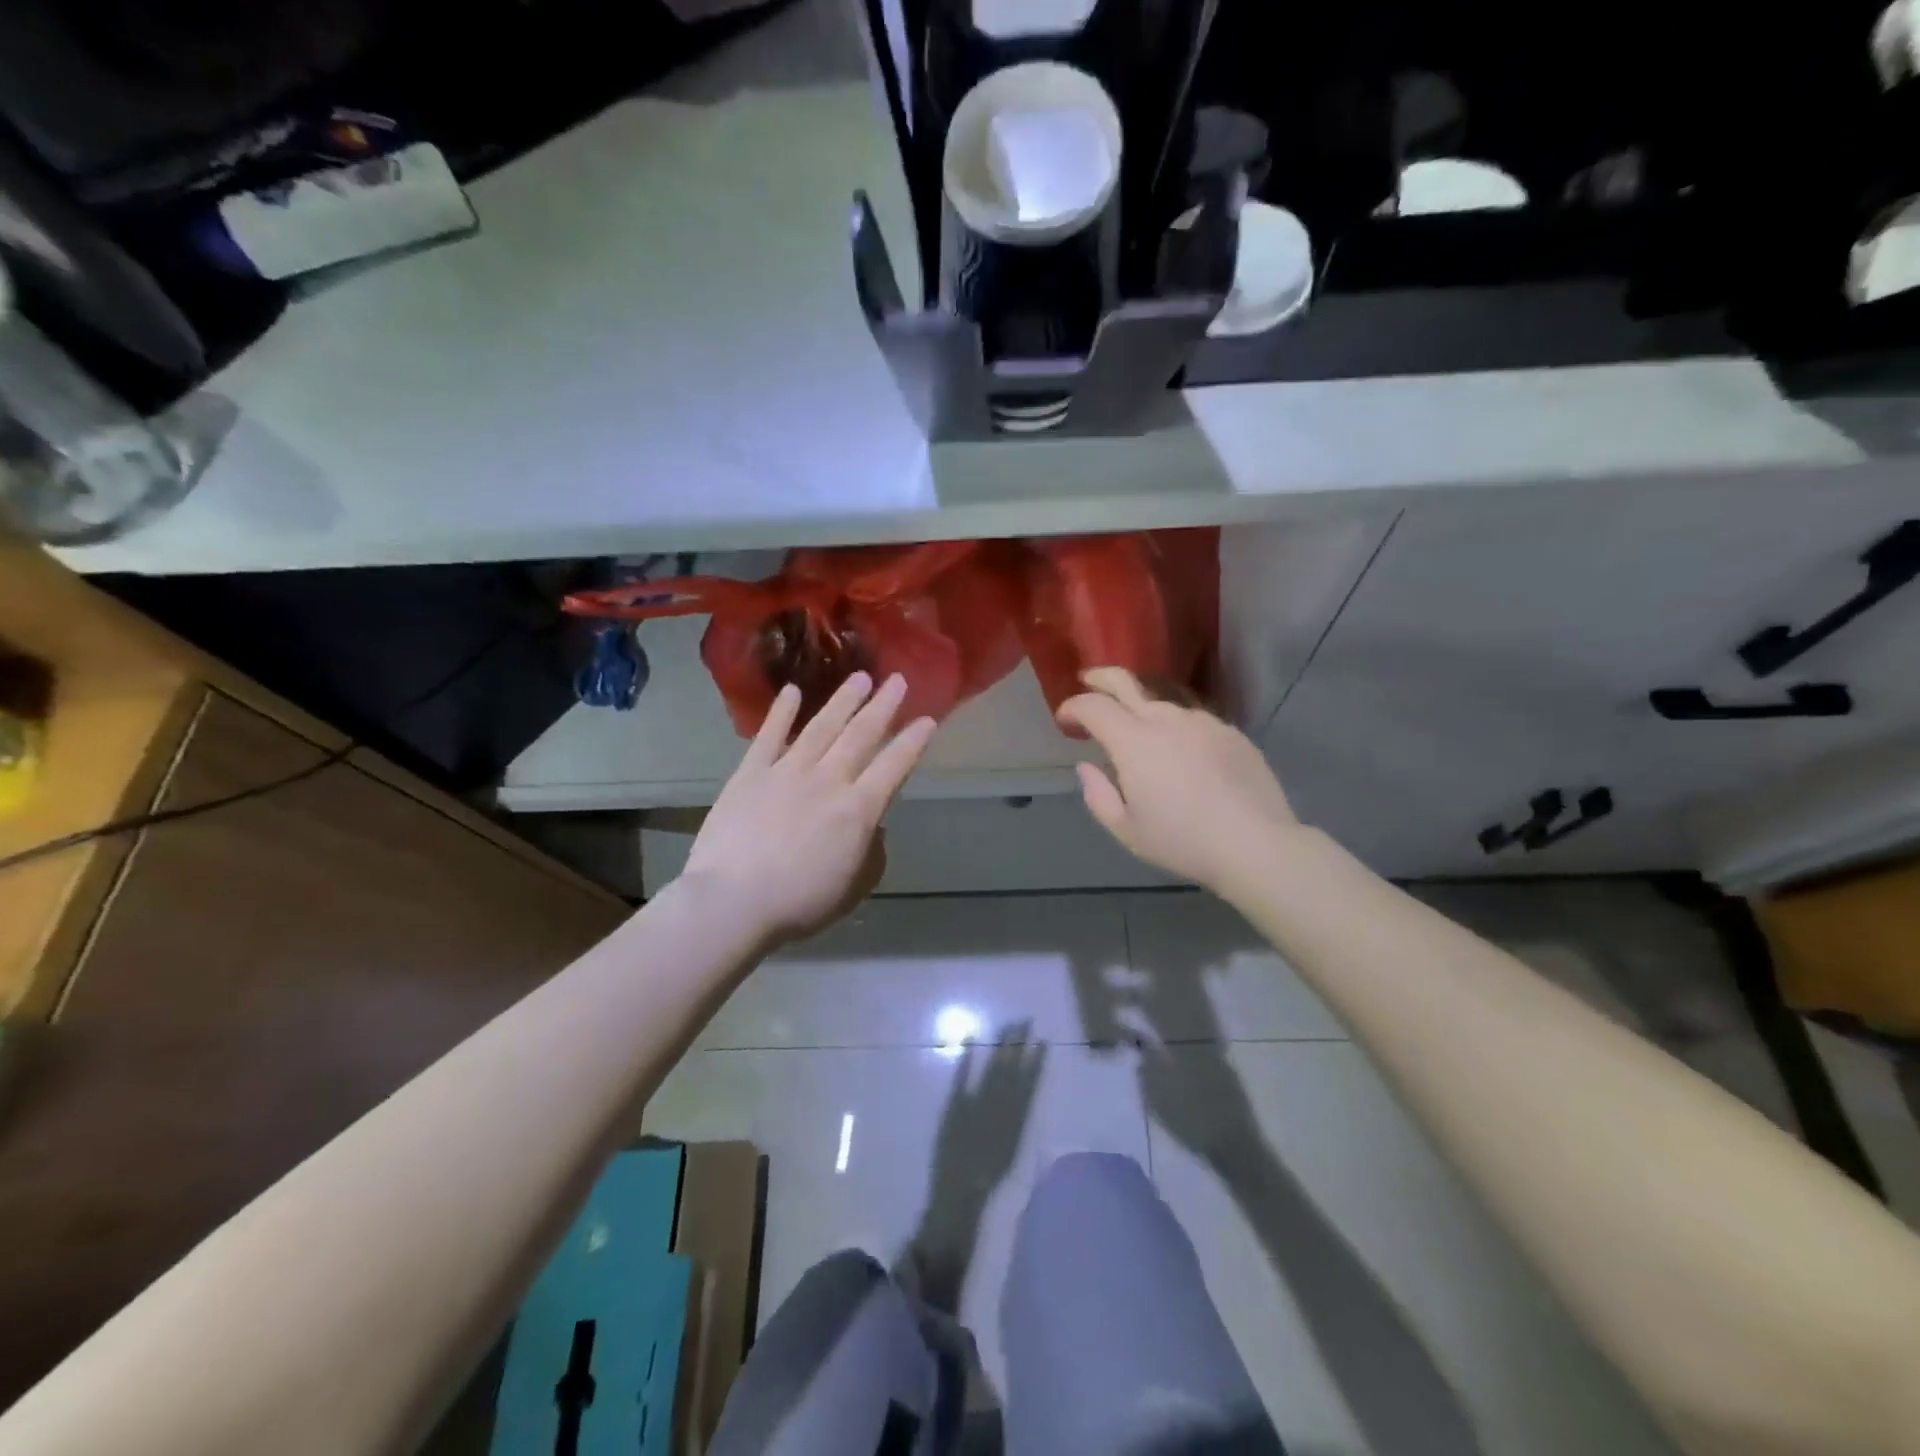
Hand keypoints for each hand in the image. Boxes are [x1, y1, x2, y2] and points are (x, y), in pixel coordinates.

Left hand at [683, 672, 935, 946]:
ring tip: (860, 677)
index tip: (927, 719)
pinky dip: (782, 712)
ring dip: (843, 700)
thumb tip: (873, 828)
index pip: (894, 766)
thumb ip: (872, 854)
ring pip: (822, 726)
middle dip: (883, 706)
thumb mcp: (854, 887)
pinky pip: (770, 736)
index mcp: (858, 810)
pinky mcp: (751, 773)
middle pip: (861, 735)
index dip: (913, 742)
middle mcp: (829, 779)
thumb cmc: (800, 903)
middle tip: (898, 680)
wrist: (733, 901)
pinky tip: (792, 691)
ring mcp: (787, 771)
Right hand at [1058, 667, 1302, 896]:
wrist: (1256, 843)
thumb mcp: (1126, 830)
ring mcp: (1202, 721)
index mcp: (1133, 741)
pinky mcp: (1230, 731)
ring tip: (1135, 722)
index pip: (1093, 706)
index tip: (1065, 719)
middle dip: (1100, 678)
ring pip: (1162, 700)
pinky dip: (1174, 724)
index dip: (1073, 707)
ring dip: (1140, 704)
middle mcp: (1166, 719)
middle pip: (1126, 682)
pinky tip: (1180, 748)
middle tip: (1087, 681)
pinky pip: (1192, 719)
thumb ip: (1098, 795)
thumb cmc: (1182, 841)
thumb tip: (1087, 767)